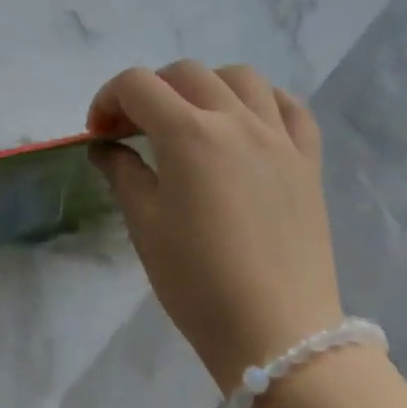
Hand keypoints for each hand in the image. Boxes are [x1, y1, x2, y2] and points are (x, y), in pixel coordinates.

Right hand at [88, 61, 341, 392]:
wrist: (278, 334)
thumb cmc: (198, 282)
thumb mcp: (145, 225)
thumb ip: (122, 172)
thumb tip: (105, 147)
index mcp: (189, 135)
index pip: (137, 85)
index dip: (107, 99)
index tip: (99, 134)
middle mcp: (236, 121)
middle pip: (185, 74)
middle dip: (149, 91)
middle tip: (135, 130)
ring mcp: (278, 137)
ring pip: (241, 77)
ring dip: (206, 86)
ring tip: (192, 119)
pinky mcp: (308, 161)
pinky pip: (290, 108)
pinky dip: (263, 102)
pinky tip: (247, 124)